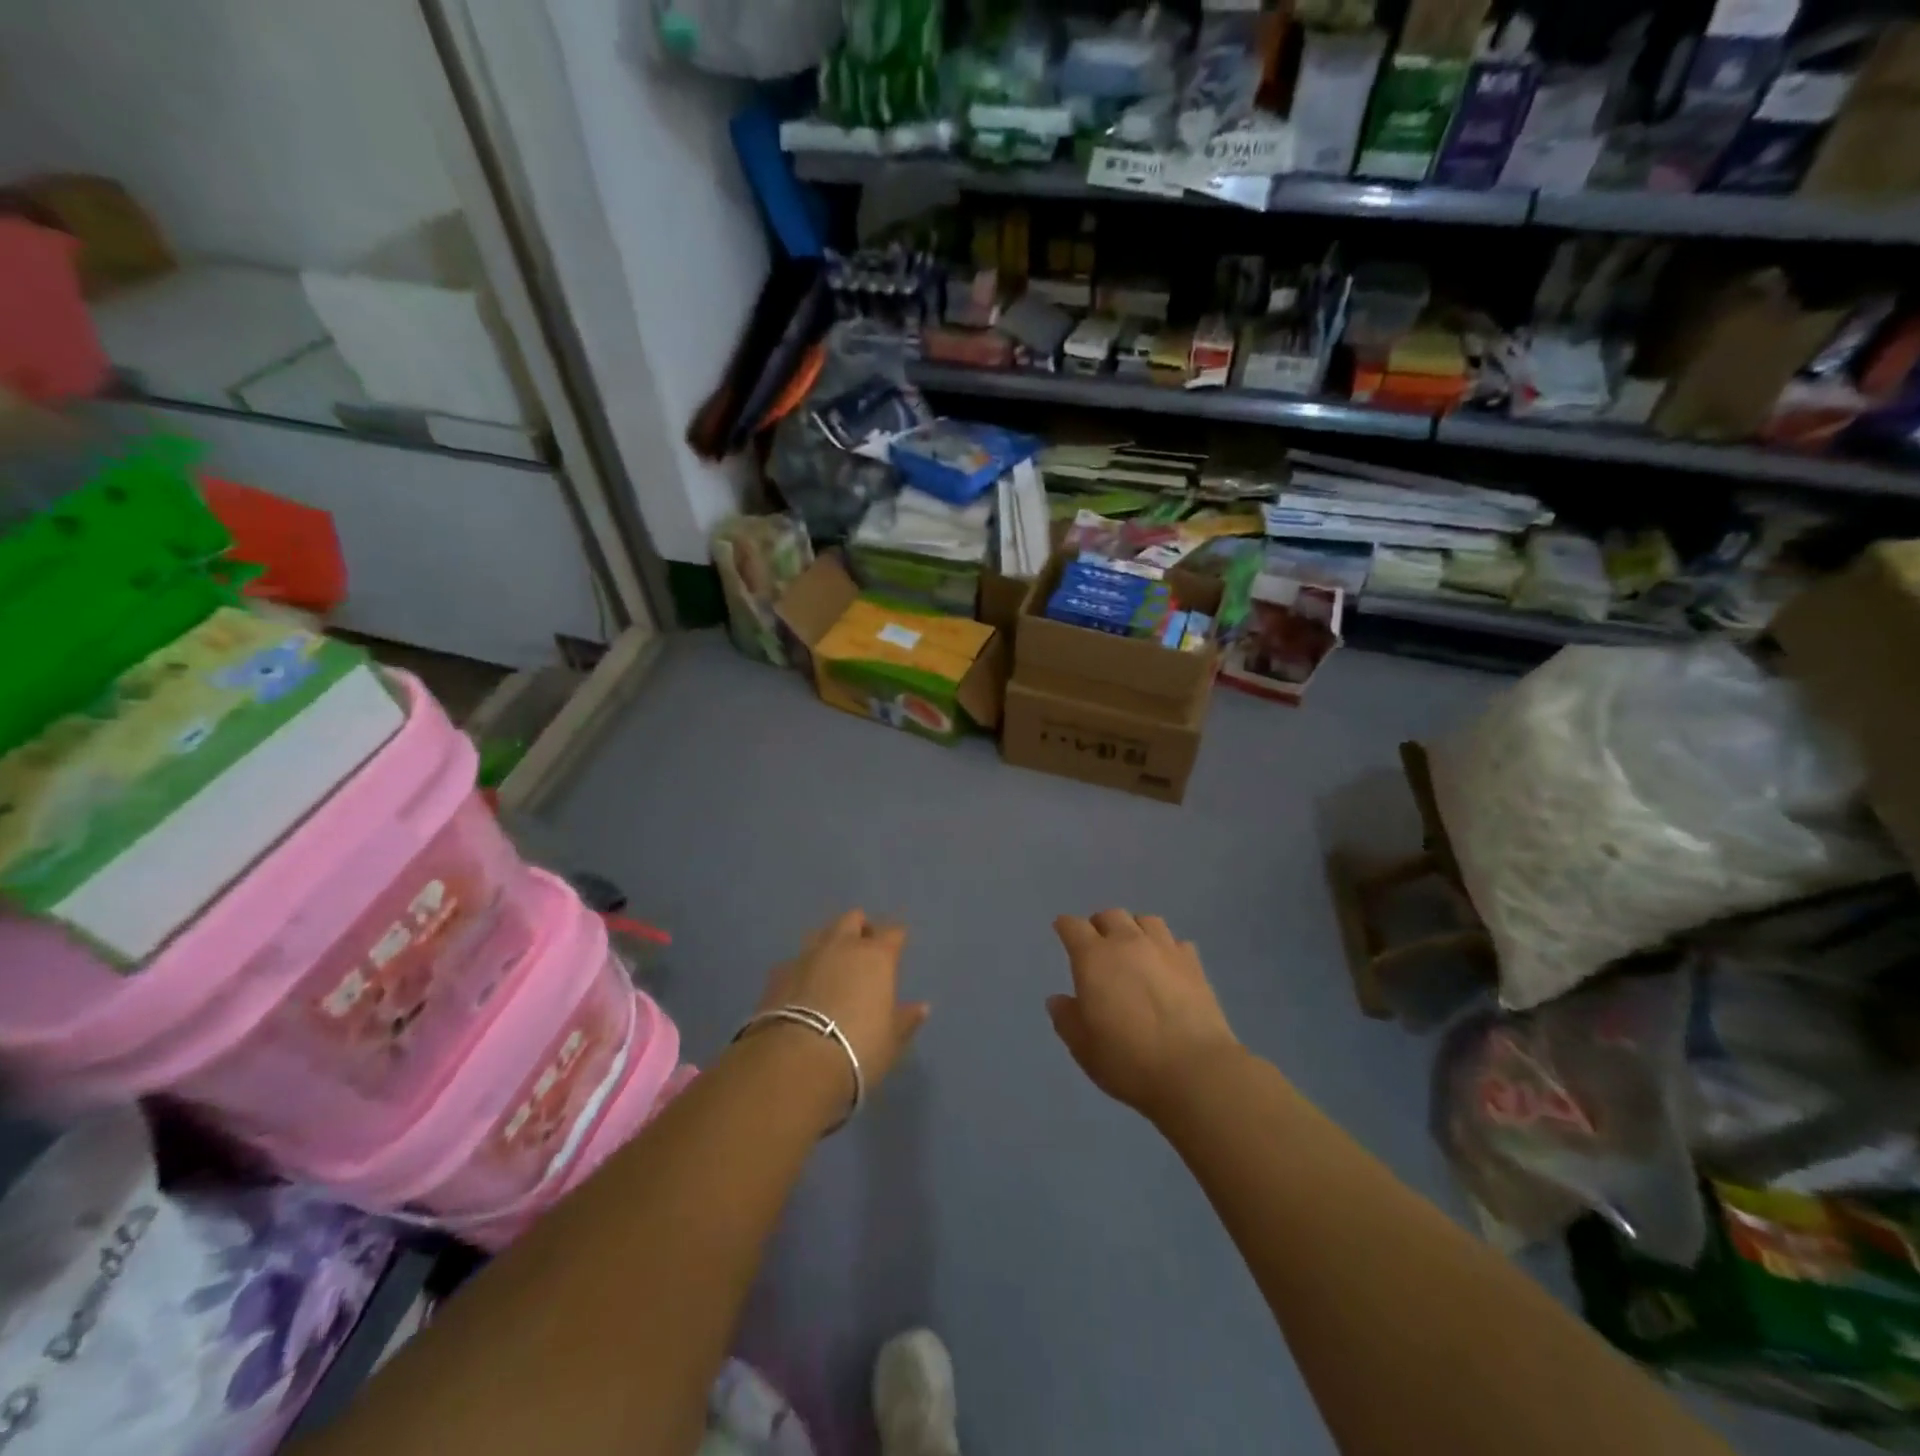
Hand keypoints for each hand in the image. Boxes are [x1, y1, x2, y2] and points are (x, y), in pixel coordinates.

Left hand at [751, 910, 929, 1099]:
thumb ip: (906, 1020)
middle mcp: (842, 946)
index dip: (895, 938)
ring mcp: (807, 955)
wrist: (795, 1062)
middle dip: (860, 928)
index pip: (892, 932)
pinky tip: (802, 987)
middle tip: (863, 950)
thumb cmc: (857, 1050)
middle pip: (853, 919)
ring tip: (832, 964)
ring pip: (821, 933)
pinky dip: (803, 968)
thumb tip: (921, 1007)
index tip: (897, 948)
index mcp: (876, 957)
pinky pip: (796, 960)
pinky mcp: (777, 973)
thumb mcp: (891, 1041)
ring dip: (829, 942)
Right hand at [1048, 910, 1239, 1119]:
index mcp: (1093, 958)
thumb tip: (1058, 999)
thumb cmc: (1128, 1060)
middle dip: (1100, 925)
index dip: (1065, 926)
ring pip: (1146, 920)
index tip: (1062, 930)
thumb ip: (1066, 1018)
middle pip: (1110, 915)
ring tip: (1134, 949)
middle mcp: (1127, 942)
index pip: (1073, 926)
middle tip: (1098, 945)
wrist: (1194, 1070)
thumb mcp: (1083, 1047)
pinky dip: (1166, 947)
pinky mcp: (1194, 963)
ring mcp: (1164, 949)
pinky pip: (1176, 941)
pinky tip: (1167, 966)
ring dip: (1134, 929)